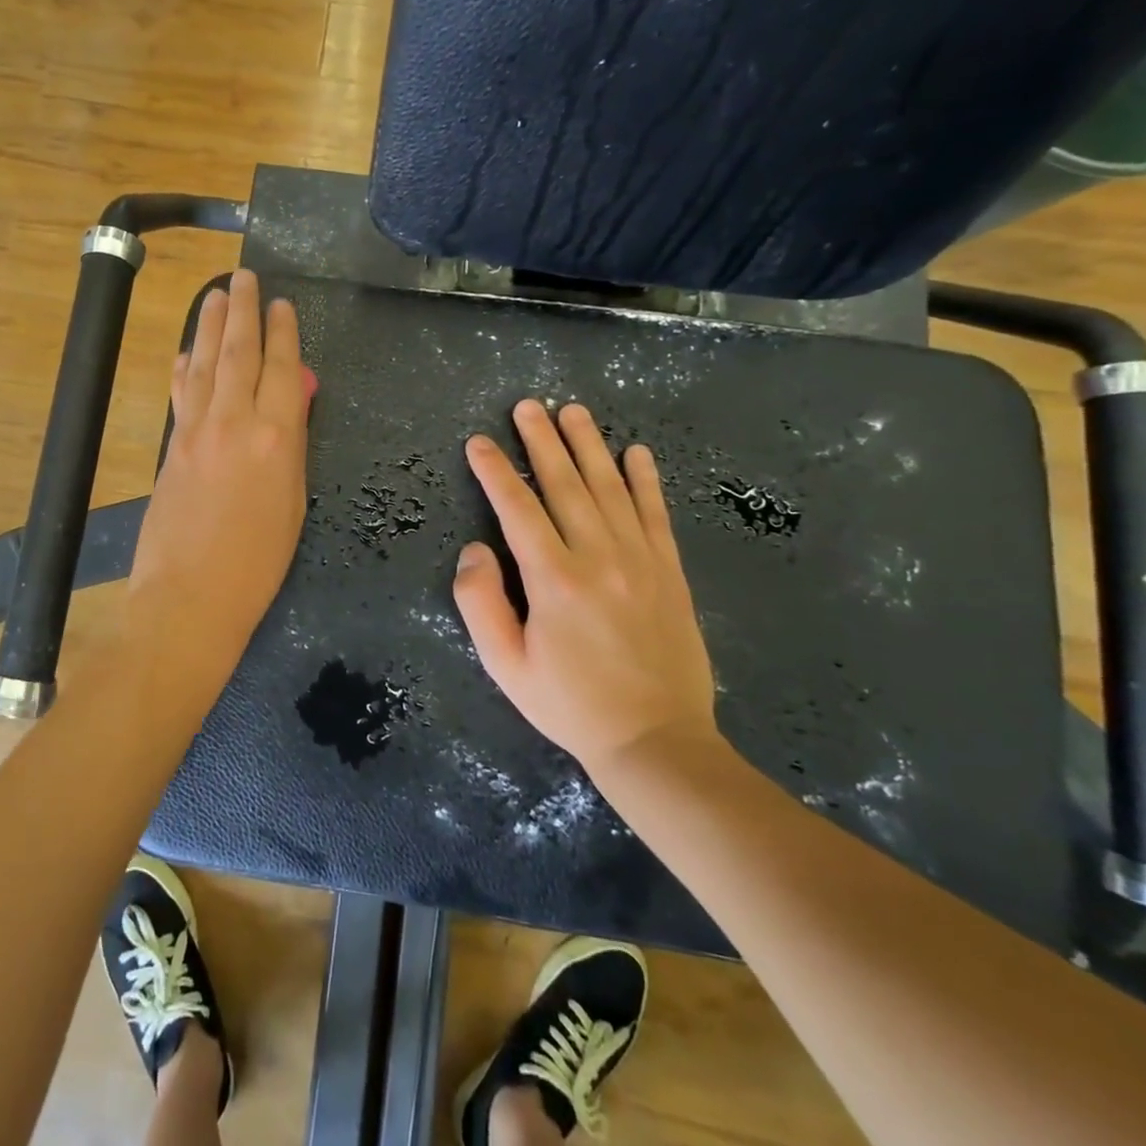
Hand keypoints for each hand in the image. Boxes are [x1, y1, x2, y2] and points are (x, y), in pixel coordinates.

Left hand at [127, 269, 311, 663]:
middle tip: (243, 277)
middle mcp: (235, 422)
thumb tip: (292, 405)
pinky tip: (187, 351)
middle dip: (242, 310)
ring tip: (215, 294)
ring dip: (210, 325)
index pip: (283, 369)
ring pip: (206, 364)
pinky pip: (181, 393)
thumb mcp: (294, 505)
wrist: (189, 597)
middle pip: (239, 353)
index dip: (283, 332)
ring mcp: (196, 431)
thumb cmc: (258, 564)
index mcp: (277, 438)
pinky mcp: (172, 446)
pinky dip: (186, 367)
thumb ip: (292, 447)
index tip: (281, 304)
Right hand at [454, 399, 723, 781]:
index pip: (517, 509)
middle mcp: (598, 557)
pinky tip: (637, 452)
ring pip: (610, 489)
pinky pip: (655, 514)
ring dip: (589, 446)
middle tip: (527, 405)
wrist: (656, 741)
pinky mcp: (669, 572)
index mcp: (554, 580)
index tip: (479, 441)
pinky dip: (645, 480)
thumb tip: (475, 550)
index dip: (495, 471)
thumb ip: (480, 603)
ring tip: (573, 412)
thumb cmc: (570, 704)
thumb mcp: (505, 665)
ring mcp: (640, 561)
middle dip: (541, 441)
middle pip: (565, 485)